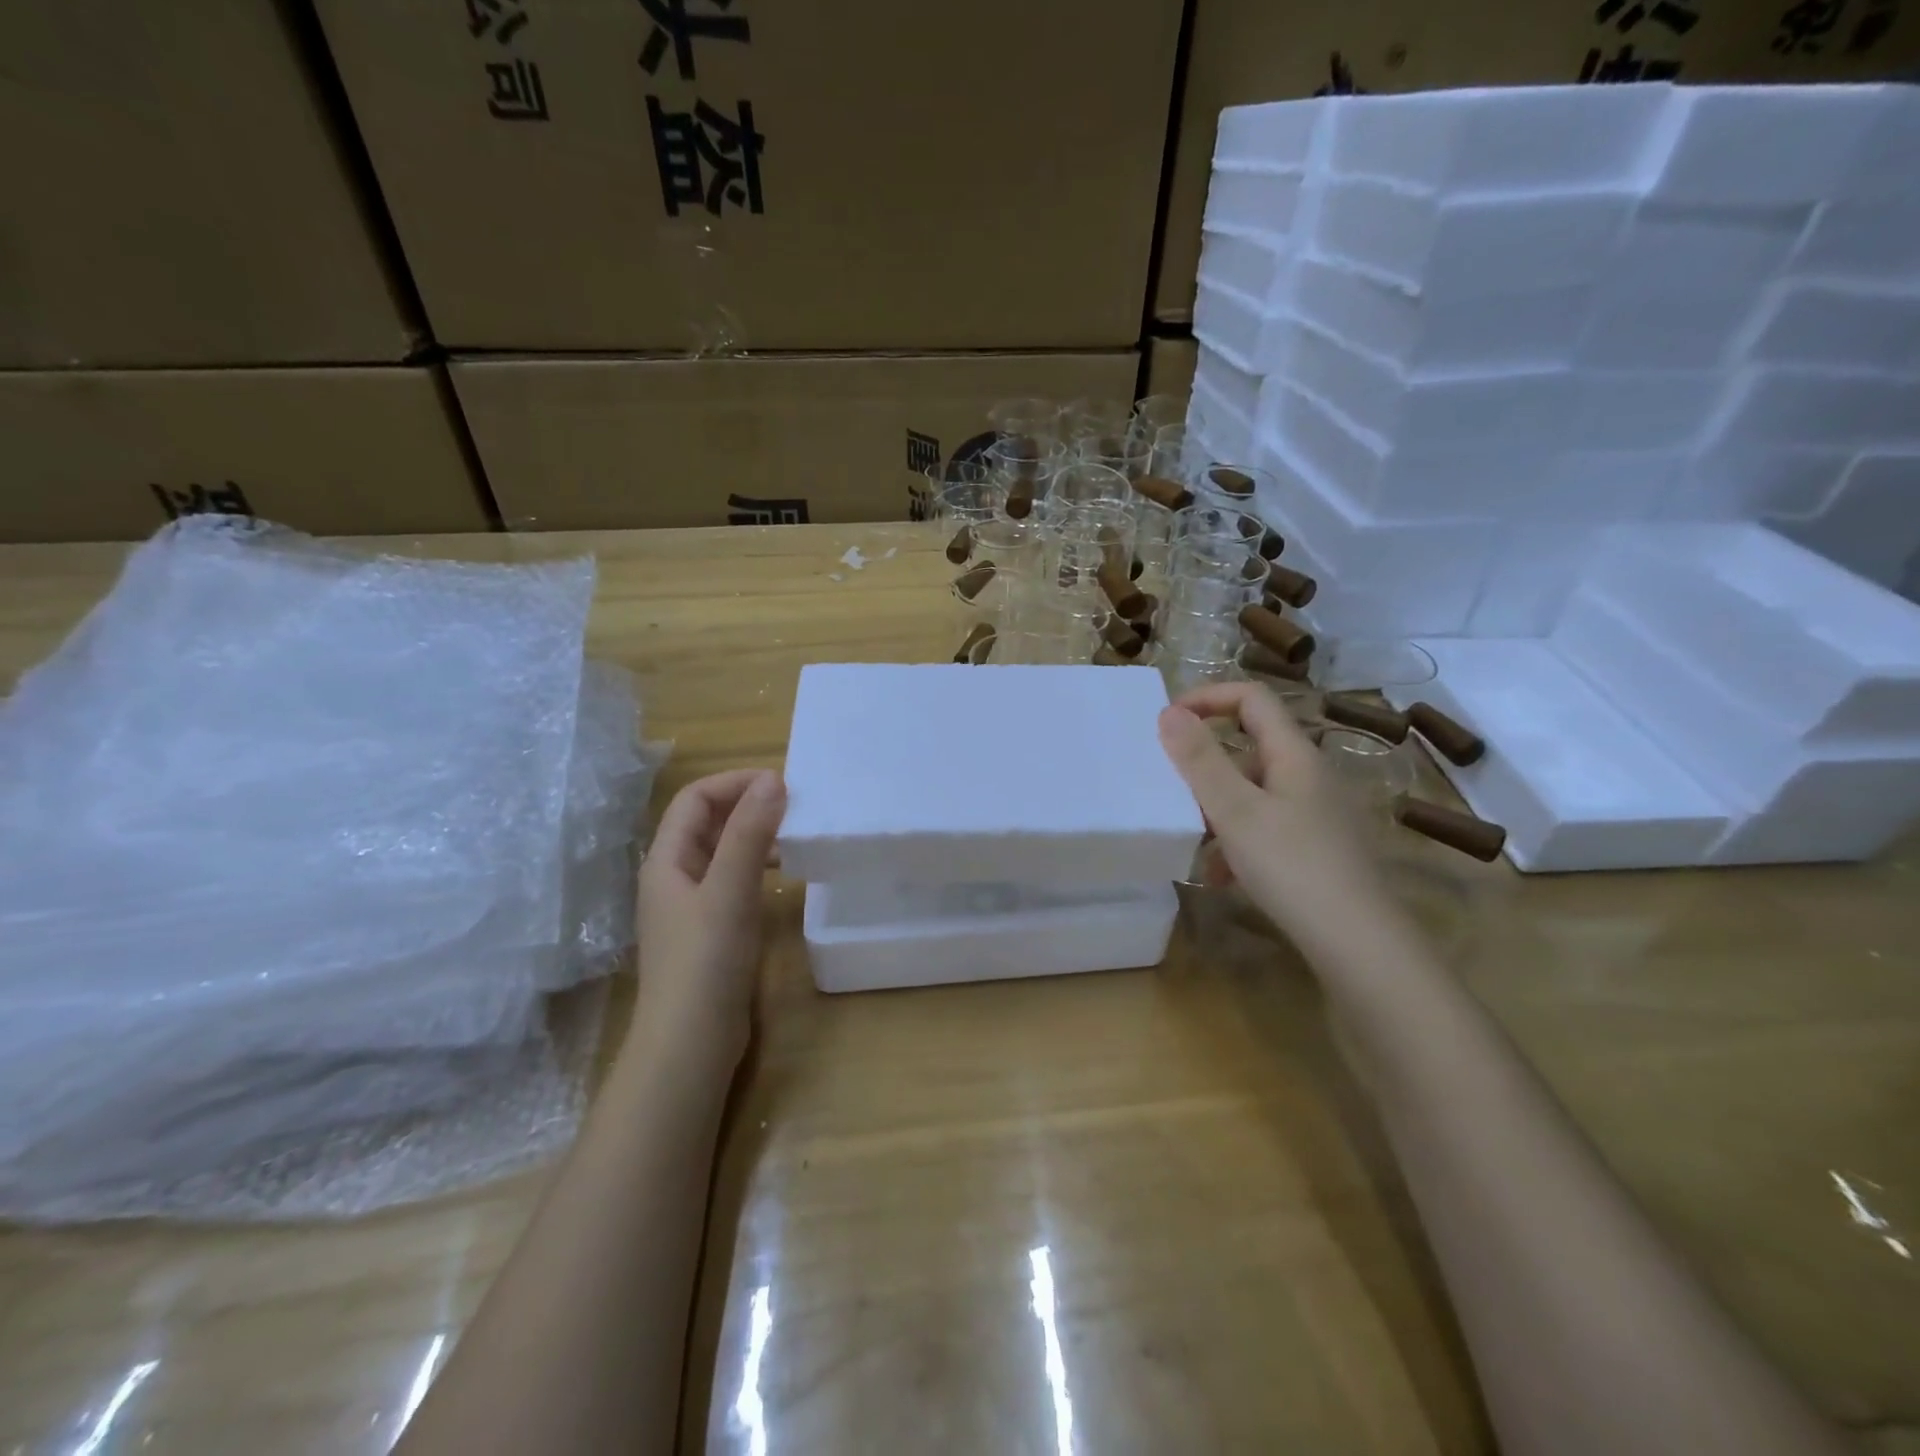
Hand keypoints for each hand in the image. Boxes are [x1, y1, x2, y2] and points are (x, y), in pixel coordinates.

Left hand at [633, 769, 786, 1074]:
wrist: (690, 1043)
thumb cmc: (705, 961)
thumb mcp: (730, 891)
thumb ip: (749, 834)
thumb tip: (773, 780)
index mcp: (667, 860)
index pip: (695, 799)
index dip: (734, 783)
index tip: (781, 784)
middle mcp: (674, 876)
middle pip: (707, 822)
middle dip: (747, 806)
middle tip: (795, 807)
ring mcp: (691, 906)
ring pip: (722, 852)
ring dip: (754, 836)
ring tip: (794, 836)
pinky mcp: (710, 930)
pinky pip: (733, 881)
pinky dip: (757, 867)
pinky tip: (782, 878)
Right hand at [1158, 683, 1392, 949]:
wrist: (1359, 945)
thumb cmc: (1293, 867)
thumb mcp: (1235, 811)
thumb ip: (1200, 760)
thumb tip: (1169, 712)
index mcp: (1295, 755)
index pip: (1252, 698)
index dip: (1207, 697)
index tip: (1167, 722)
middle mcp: (1310, 776)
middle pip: (1250, 747)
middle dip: (1205, 764)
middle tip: (1172, 788)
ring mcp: (1317, 814)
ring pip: (1254, 793)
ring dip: (1218, 809)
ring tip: (1193, 841)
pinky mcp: (1317, 849)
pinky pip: (1266, 828)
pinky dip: (1237, 842)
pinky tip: (1221, 877)